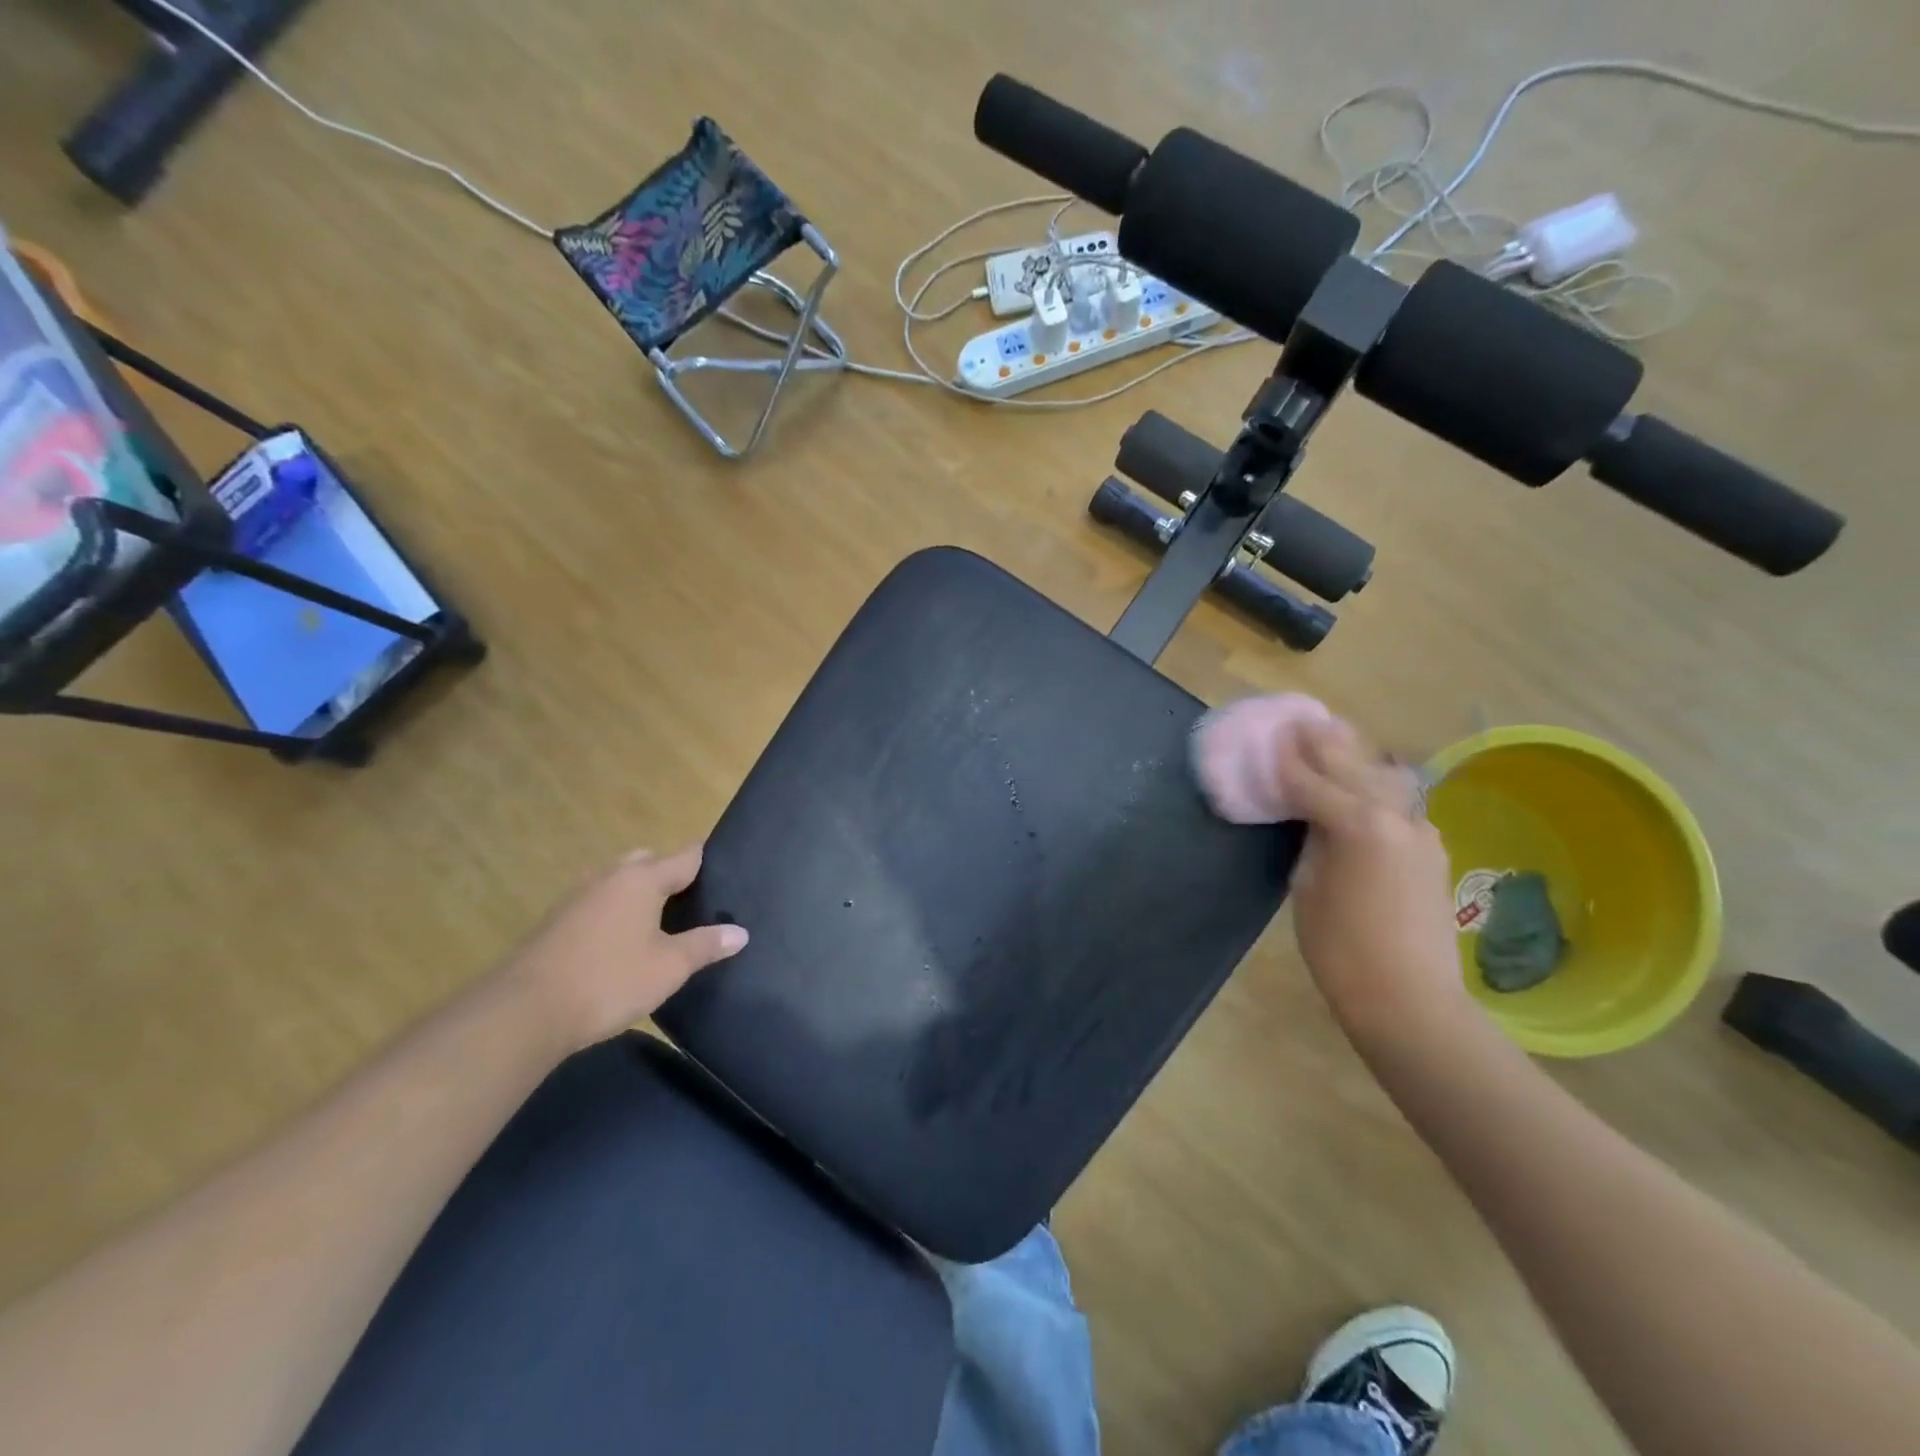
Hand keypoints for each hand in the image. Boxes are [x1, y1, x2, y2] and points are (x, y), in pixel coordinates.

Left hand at [499, 845, 748, 1054]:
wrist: (524, 1012)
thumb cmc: (609, 980)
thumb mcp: (669, 967)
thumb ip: (706, 945)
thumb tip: (740, 932)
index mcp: (641, 879)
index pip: (684, 856)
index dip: (705, 859)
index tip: (724, 865)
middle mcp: (609, 877)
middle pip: (647, 862)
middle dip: (668, 873)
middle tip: (691, 900)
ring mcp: (577, 897)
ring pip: (617, 881)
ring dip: (637, 893)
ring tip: (658, 921)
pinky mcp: (555, 922)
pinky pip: (596, 903)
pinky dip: (613, 912)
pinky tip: (619, 941)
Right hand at [1276, 719, 1472, 1036]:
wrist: (1410, 999)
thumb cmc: (1341, 950)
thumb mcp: (1307, 889)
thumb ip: (1312, 841)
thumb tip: (1314, 818)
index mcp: (1356, 825)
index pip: (1312, 780)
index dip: (1287, 760)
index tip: (1271, 736)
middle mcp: (1394, 816)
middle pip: (1353, 765)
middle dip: (1325, 742)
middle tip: (1302, 721)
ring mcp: (1420, 830)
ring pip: (1384, 777)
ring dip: (1356, 757)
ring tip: (1334, 740)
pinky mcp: (1432, 849)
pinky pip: (1399, 802)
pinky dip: (1376, 784)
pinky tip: (1364, 784)